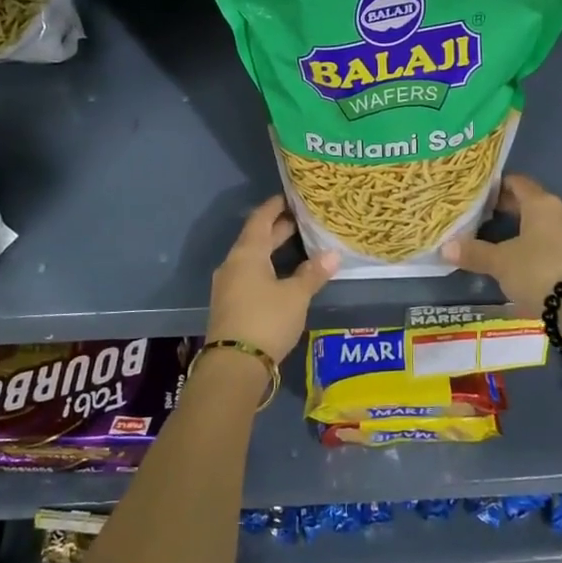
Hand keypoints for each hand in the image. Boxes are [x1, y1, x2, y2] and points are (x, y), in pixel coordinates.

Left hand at [206, 195, 339, 362]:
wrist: (234, 365)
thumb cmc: (266, 320)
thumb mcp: (296, 296)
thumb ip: (313, 273)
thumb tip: (333, 253)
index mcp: (247, 254)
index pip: (260, 220)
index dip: (275, 207)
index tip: (290, 197)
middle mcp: (233, 264)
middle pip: (256, 239)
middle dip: (278, 229)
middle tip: (301, 219)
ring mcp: (228, 285)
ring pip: (252, 259)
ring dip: (272, 250)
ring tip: (296, 245)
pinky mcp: (230, 305)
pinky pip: (249, 276)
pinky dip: (266, 268)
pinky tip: (282, 275)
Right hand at [441, 173, 561, 316]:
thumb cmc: (538, 272)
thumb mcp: (500, 263)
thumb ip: (474, 253)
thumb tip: (445, 247)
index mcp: (542, 204)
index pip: (518, 183)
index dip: (497, 185)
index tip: (479, 193)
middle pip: (532, 202)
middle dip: (509, 208)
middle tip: (483, 215)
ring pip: (545, 223)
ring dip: (525, 227)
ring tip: (501, 238)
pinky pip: (556, 241)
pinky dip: (539, 244)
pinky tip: (525, 259)